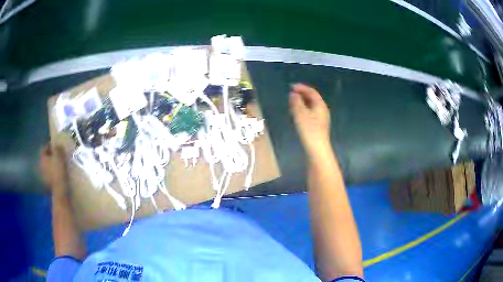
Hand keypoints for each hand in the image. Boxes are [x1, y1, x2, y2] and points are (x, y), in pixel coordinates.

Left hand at [39, 144, 67, 195]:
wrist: (60, 190)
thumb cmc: (58, 171)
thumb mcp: (59, 155)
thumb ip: (58, 148)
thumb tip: (58, 145)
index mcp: (42, 158)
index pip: (44, 147)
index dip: (50, 145)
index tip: (57, 145)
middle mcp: (41, 166)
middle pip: (45, 157)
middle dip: (51, 155)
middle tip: (59, 154)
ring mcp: (44, 176)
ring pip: (48, 166)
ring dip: (53, 164)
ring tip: (60, 164)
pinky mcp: (48, 183)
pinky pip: (51, 174)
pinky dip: (54, 172)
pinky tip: (60, 173)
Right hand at [289, 84, 330, 156]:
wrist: (317, 149)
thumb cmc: (309, 130)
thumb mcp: (300, 114)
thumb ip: (296, 102)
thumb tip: (293, 94)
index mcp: (320, 105)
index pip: (311, 92)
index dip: (301, 87)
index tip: (291, 86)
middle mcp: (322, 110)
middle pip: (312, 98)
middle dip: (301, 94)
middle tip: (290, 94)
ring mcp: (321, 118)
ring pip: (311, 106)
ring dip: (301, 103)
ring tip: (291, 103)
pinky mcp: (318, 126)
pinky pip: (310, 113)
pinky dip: (303, 110)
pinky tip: (296, 115)